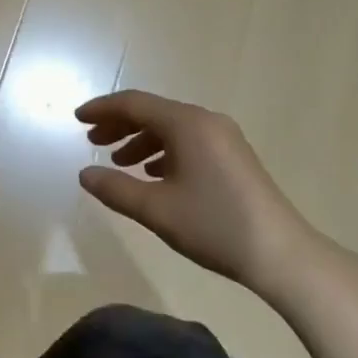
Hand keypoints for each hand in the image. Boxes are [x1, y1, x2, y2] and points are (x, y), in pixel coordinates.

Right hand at [76, 90, 307, 292]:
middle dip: (119, 125)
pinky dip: (164, 151)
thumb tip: (84, 174)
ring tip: (118, 163)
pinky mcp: (234, 157)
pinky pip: (189, 142)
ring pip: (172, 128)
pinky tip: (153, 174)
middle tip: (91, 142)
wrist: (281, 253)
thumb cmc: (214, 225)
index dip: (102, 109)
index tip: (76, 118)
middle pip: (153, 112)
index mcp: (187, 124)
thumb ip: (115, 189)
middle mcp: (206, 121)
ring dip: (141, 140)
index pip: (135, 104)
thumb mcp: (156, 209)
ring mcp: (224, 138)